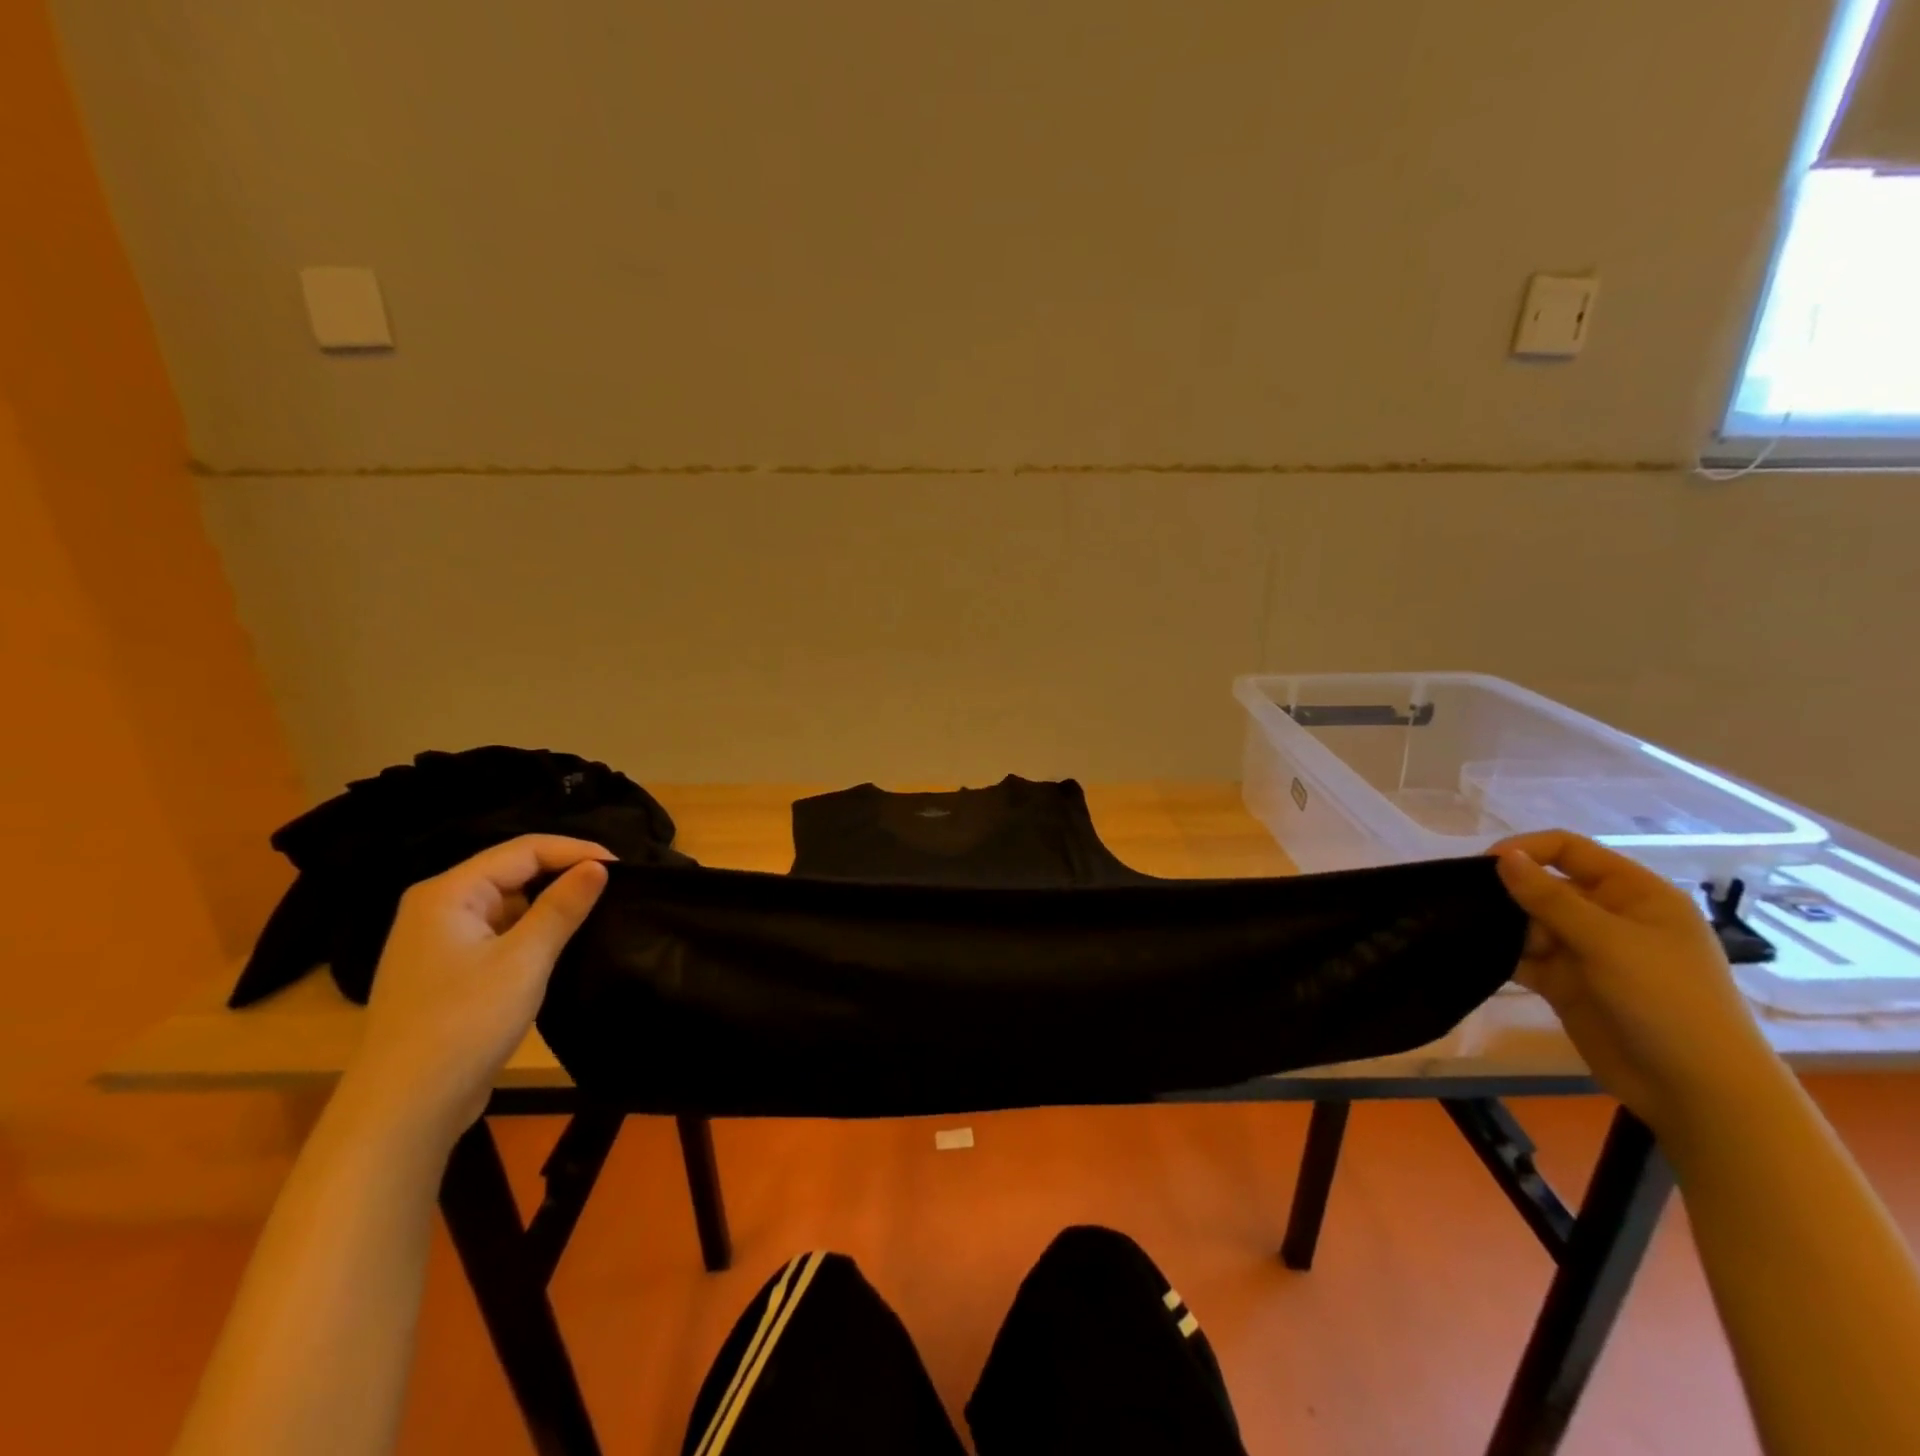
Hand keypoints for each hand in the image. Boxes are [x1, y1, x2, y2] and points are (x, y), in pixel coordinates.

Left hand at [340, 835, 612, 1143]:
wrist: (404, 1110)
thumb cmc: (463, 1024)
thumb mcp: (523, 960)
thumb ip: (563, 907)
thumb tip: (599, 865)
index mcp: (448, 893)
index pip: (523, 850)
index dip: (575, 851)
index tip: (623, 866)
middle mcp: (438, 907)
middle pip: (512, 871)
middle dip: (564, 873)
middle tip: (616, 886)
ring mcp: (439, 941)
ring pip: (508, 903)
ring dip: (550, 903)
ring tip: (598, 909)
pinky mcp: (448, 971)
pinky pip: (499, 932)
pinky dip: (532, 930)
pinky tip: (562, 942)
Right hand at [1493, 831, 1777, 1136]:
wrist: (1696, 1091)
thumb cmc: (1667, 1002)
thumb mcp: (1609, 942)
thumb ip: (1550, 898)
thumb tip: (1503, 856)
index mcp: (1633, 894)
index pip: (1569, 851)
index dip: (1526, 850)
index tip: (1483, 866)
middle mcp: (1608, 916)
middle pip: (1543, 886)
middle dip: (1507, 892)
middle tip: (1463, 902)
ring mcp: (1586, 952)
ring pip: (1528, 922)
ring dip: (1500, 924)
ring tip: (1463, 930)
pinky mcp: (1565, 983)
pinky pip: (1523, 957)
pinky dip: (1500, 954)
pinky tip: (1473, 954)